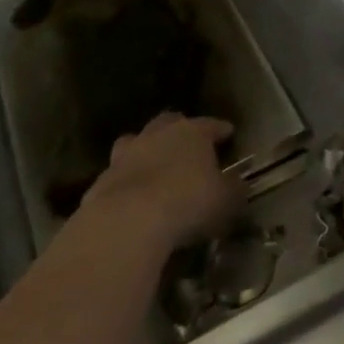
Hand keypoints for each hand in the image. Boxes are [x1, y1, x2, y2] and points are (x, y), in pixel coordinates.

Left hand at [80, 113, 245, 248]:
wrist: (127, 221)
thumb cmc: (187, 202)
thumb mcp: (224, 200)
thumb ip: (234, 190)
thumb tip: (241, 185)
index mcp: (192, 132)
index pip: (210, 124)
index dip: (220, 129)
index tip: (228, 133)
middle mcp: (158, 135)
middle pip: (169, 122)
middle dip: (179, 130)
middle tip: (187, 144)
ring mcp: (126, 155)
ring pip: (136, 141)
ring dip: (145, 149)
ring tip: (153, 164)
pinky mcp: (102, 180)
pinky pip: (118, 174)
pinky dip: (126, 180)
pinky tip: (131, 197)